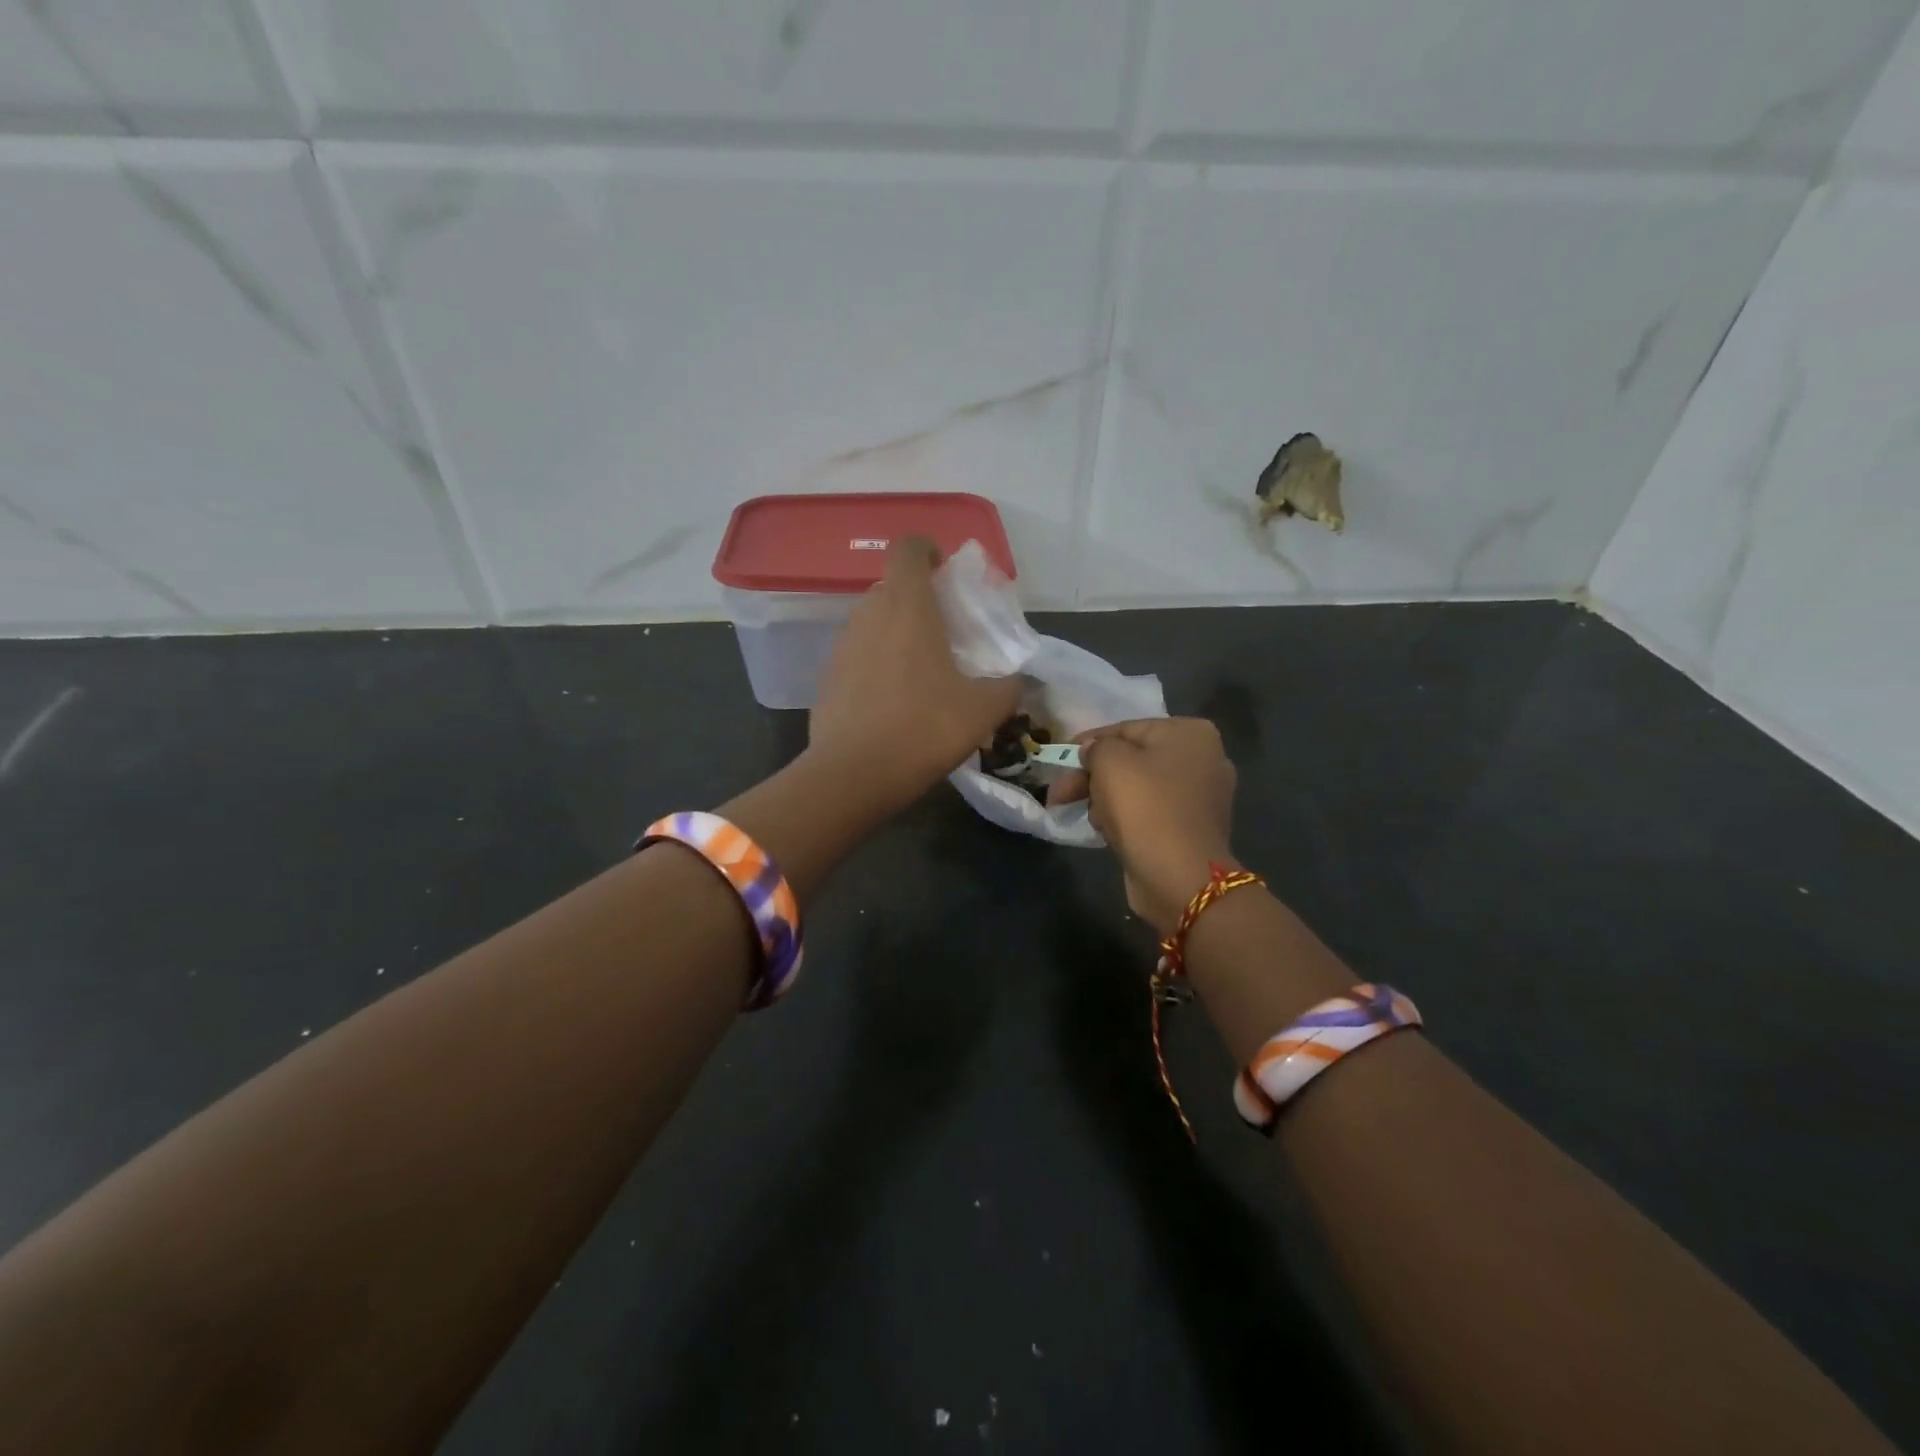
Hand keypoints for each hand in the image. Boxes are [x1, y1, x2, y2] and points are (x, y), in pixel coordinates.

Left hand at [809, 537, 1023, 808]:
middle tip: (944, 630)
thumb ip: (1007, 688)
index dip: (927, 549)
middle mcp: (869, 615)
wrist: (853, 775)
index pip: (909, 548)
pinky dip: (876, 663)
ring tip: (921, 669)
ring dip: (896, 632)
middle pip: (891, 586)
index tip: (945, 571)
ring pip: (872, 622)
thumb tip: (1016, 681)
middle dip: (917, 598)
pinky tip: (893, 700)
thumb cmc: (923, 729)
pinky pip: (857, 655)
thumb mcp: (983, 711)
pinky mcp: (827, 677)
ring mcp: (842, 646)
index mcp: (908, 607)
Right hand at [1048, 717, 1237, 933]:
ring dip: (1106, 798)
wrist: (1179, 877)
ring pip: (1138, 788)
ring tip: (1085, 816)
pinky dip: (1126, 818)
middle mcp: (1204, 759)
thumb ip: (1096, 747)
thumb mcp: (1110, 762)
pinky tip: (1106, 831)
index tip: (1059, 759)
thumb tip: (1093, 752)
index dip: (1087, 744)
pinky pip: (1150, 812)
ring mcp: (1201, 796)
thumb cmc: (1145, 807)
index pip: (1126, 729)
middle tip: (1059, 794)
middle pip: (1132, 759)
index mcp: (1190, 733)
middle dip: (1092, 776)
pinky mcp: (1192, 828)